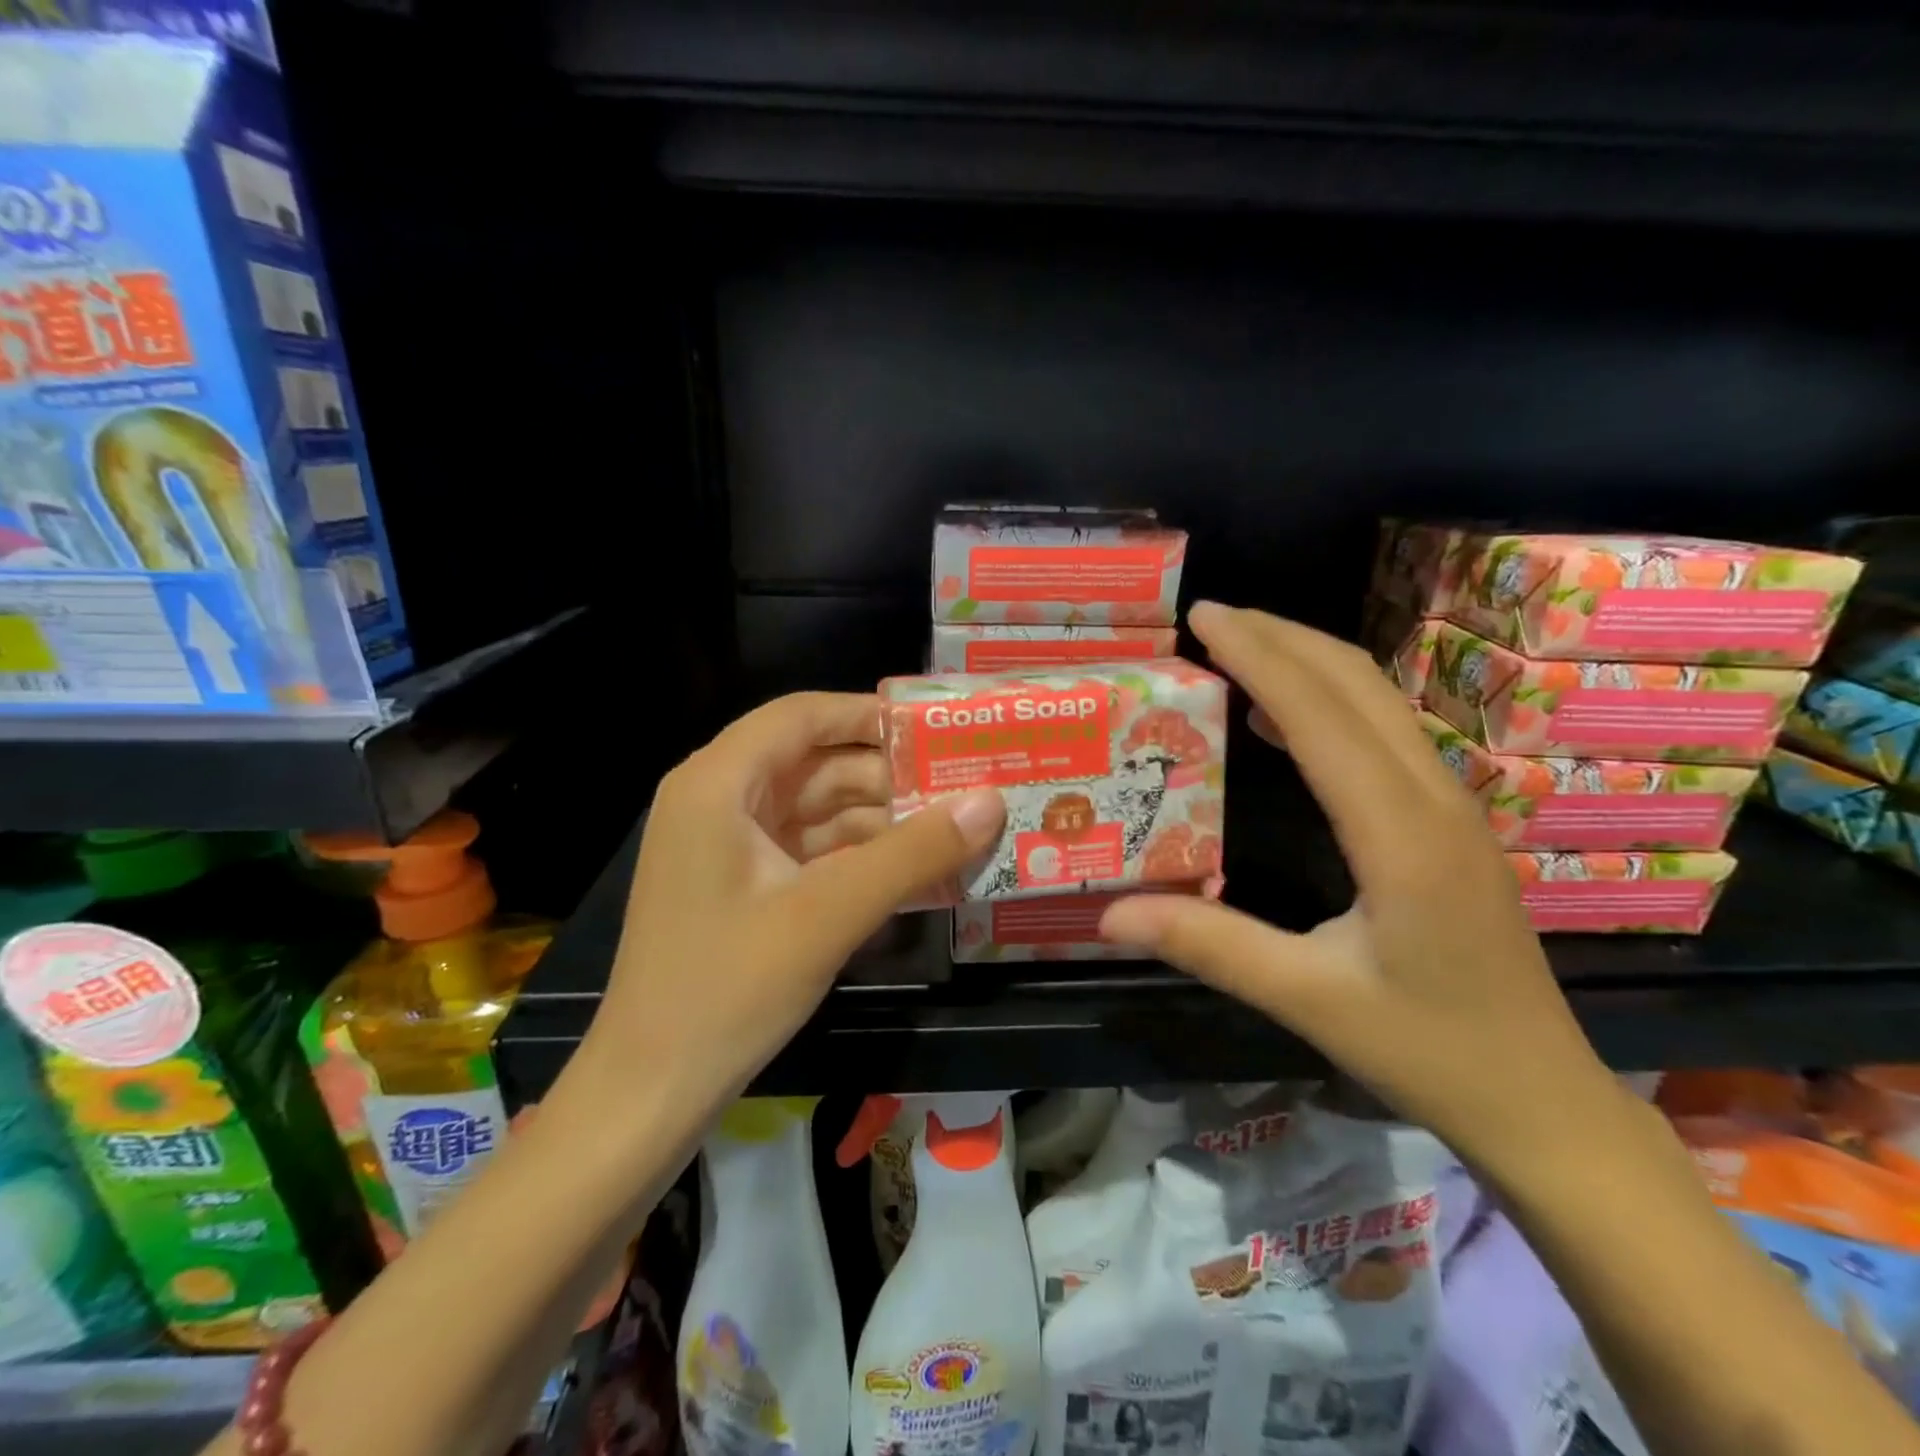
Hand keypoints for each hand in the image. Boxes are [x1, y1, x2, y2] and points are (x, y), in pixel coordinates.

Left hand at [590, 692, 1003, 1108]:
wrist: (649, 1093)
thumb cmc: (727, 988)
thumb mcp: (829, 913)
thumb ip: (913, 853)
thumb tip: (991, 799)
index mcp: (719, 783)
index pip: (802, 716)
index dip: (869, 714)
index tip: (936, 729)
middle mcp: (719, 800)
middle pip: (815, 763)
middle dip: (888, 776)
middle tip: (965, 784)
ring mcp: (729, 847)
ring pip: (818, 810)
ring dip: (881, 820)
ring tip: (956, 828)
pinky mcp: (743, 887)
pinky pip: (811, 851)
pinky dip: (860, 856)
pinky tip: (916, 870)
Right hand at [1101, 603, 1623, 1178]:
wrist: (1541, 1098)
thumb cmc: (1427, 1049)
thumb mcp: (1307, 999)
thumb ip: (1209, 946)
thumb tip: (1109, 914)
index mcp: (1400, 835)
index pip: (1321, 715)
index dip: (1260, 655)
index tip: (1203, 617)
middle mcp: (1434, 800)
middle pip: (1358, 683)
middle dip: (1282, 636)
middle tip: (1209, 617)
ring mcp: (1451, 806)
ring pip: (1378, 700)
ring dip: (1308, 660)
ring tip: (1237, 647)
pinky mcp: (1449, 822)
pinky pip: (1384, 732)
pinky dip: (1328, 701)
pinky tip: (1281, 719)